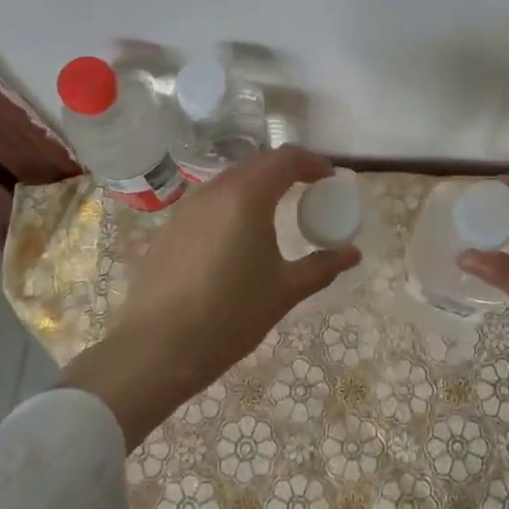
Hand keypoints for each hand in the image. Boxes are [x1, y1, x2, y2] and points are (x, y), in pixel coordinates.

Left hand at [59, 146, 359, 449]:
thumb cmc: (229, 315)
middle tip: (309, 191)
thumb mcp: (284, 291)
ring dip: (257, 187)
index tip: (330, 179)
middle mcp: (215, 191)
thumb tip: (353, 253)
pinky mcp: (168, 229)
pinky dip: (232, 206)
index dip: (313, 162)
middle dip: (286, 171)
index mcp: (247, 196)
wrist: (155, 349)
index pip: (286, 159)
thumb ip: (322, 266)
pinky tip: (236, 239)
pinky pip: (208, 204)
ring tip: (275, 213)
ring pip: (229, 181)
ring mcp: (186, 208)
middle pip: (257, 164)